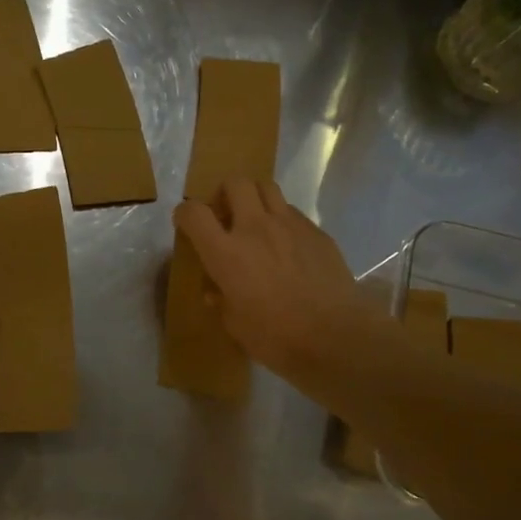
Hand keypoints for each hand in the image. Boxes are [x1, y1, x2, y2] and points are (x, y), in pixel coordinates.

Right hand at [173, 179, 380, 381]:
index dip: (185, 214)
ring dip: (255, 199)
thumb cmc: (276, 337)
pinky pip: (293, 213)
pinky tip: (287, 247)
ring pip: (267, 188)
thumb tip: (216, 291)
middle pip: (235, 183)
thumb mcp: (235, 325)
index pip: (194, 213)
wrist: (335, 336)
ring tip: (257, 224)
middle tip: (226, 217)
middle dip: (224, 193)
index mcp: (226, 253)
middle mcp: (255, 228)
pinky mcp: (317, 232)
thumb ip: (222, 301)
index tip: (186, 225)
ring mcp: (290, 225)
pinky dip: (282, 221)